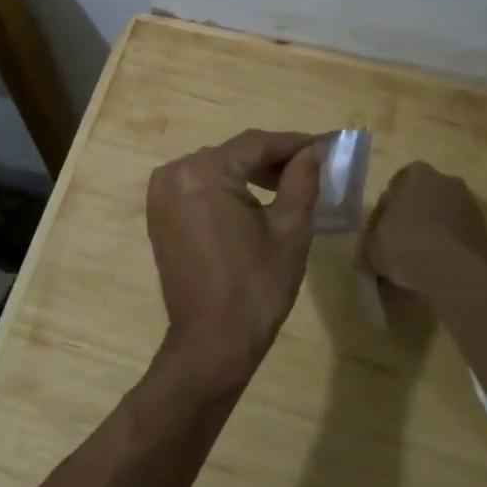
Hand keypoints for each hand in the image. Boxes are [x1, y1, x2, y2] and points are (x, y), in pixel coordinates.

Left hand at [146, 130, 322, 379]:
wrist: (212, 342)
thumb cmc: (256, 286)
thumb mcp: (290, 229)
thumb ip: (303, 180)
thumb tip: (316, 149)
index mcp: (203, 172)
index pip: (256, 144)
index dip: (294, 143)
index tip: (326, 146)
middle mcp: (174, 174)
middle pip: (234, 154)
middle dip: (273, 159)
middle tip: (313, 167)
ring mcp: (161, 195)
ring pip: (216, 169)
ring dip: (251, 173)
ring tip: (290, 185)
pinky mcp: (160, 216)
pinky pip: (199, 188)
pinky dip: (228, 189)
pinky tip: (257, 201)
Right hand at [360, 161, 486, 294]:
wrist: (454, 272)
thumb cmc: (405, 246)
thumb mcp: (372, 248)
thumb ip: (369, 244)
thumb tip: (367, 254)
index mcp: (416, 174)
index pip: (393, 190)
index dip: (384, 215)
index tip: (380, 236)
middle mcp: (446, 180)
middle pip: (421, 200)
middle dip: (411, 219)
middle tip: (399, 247)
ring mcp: (470, 204)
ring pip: (442, 217)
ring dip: (432, 233)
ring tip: (420, 262)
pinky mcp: (485, 229)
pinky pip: (458, 235)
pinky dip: (449, 246)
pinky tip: (438, 268)